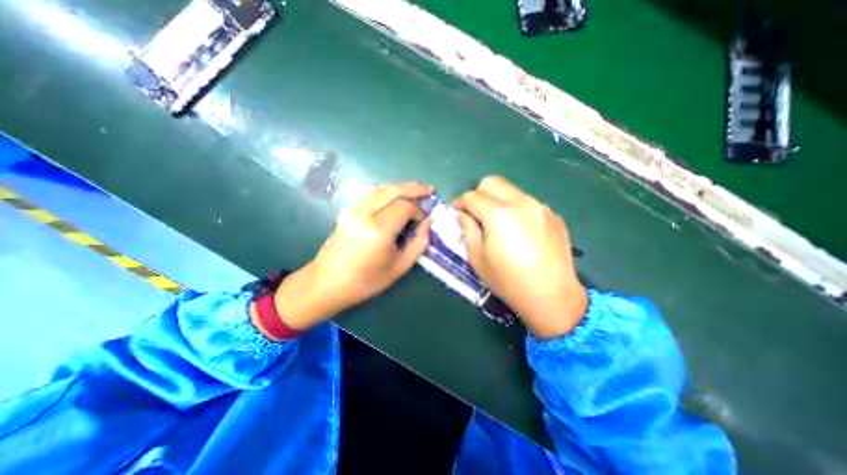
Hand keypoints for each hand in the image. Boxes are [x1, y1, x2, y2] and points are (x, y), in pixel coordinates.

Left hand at [270, 184, 431, 332]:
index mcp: (378, 231)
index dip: (418, 211)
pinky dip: (387, 191)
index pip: (404, 207)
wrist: (327, 283)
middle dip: (414, 188)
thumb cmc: (366, 281)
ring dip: (400, 187)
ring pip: (381, 188)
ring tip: (416, 190)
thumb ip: (418, 243)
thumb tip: (427, 223)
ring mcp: (353, 209)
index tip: (423, 221)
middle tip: (429, 189)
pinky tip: (396, 195)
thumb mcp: (400, 267)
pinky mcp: (347, 210)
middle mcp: (364, 214)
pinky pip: (371, 193)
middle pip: (393, 190)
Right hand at [453, 176, 586, 338]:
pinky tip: (519, 230)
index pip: (472, 196)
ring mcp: (540, 206)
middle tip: (475, 212)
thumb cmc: (508, 281)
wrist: (552, 296)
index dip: (460, 201)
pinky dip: (516, 209)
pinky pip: (528, 203)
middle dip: (478, 193)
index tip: (456, 211)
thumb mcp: (478, 258)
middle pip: (492, 182)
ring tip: (498, 222)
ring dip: (498, 200)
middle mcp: (521, 202)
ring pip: (511, 190)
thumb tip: (463, 215)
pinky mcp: (553, 215)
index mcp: (499, 214)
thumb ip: (468, 230)